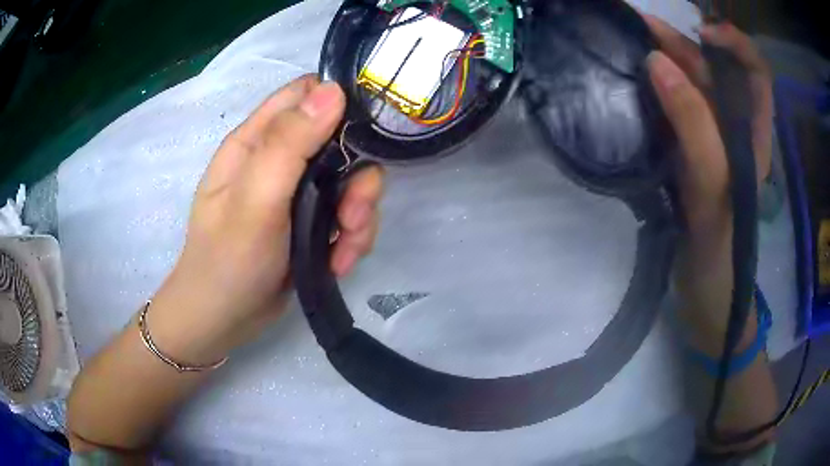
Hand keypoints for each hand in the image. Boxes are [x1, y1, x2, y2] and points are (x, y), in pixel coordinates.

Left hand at [149, 75, 382, 363]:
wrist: (223, 322)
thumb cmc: (227, 261)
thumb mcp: (254, 200)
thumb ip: (289, 144)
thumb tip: (334, 91)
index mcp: (256, 141)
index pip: (305, 94)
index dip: (339, 104)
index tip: (360, 137)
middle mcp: (279, 159)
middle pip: (339, 141)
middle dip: (356, 177)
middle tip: (351, 215)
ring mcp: (296, 193)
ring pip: (350, 182)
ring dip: (359, 215)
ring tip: (344, 249)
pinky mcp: (310, 223)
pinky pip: (346, 215)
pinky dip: (351, 238)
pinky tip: (339, 263)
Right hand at [643, 19, 772, 349]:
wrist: (704, 295)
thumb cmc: (721, 252)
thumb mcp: (715, 189)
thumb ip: (695, 126)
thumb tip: (656, 62)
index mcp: (753, 133)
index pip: (756, 70)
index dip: (734, 43)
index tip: (702, 34)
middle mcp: (734, 128)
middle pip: (716, 70)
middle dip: (683, 42)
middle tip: (638, 26)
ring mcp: (709, 140)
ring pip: (691, 85)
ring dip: (664, 60)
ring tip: (628, 43)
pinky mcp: (687, 154)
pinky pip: (672, 109)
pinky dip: (653, 89)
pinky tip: (632, 84)